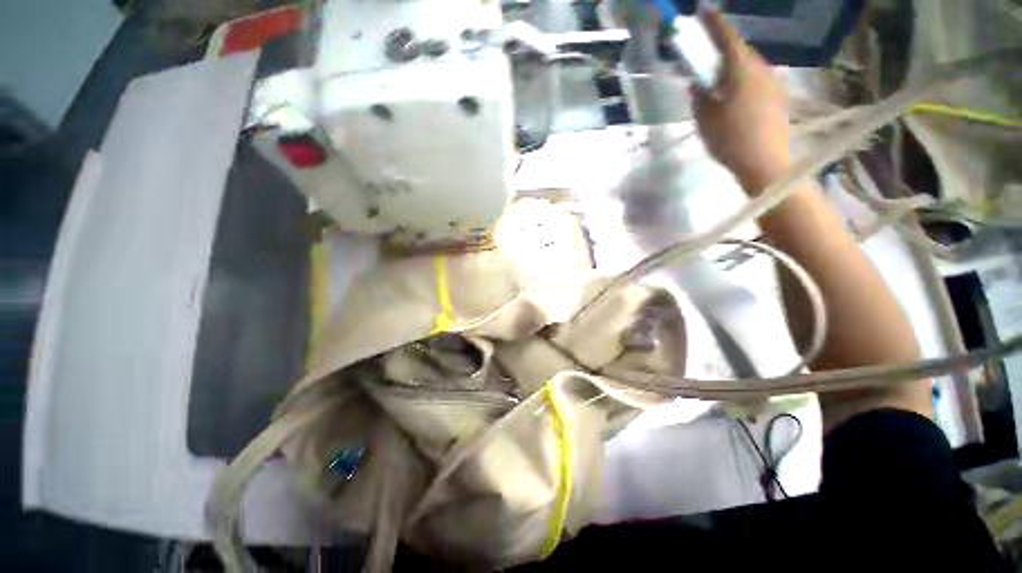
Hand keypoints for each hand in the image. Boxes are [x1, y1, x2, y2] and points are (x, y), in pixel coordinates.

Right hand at [691, 7, 790, 194]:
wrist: (766, 164)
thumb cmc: (730, 140)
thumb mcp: (705, 119)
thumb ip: (699, 97)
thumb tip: (697, 84)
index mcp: (741, 70)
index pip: (726, 37)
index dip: (714, 22)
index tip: (703, 8)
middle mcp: (761, 69)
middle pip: (740, 51)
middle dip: (723, 50)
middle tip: (707, 58)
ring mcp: (773, 83)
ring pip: (750, 66)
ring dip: (733, 68)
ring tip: (720, 84)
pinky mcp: (778, 97)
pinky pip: (757, 80)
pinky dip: (743, 81)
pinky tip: (735, 98)